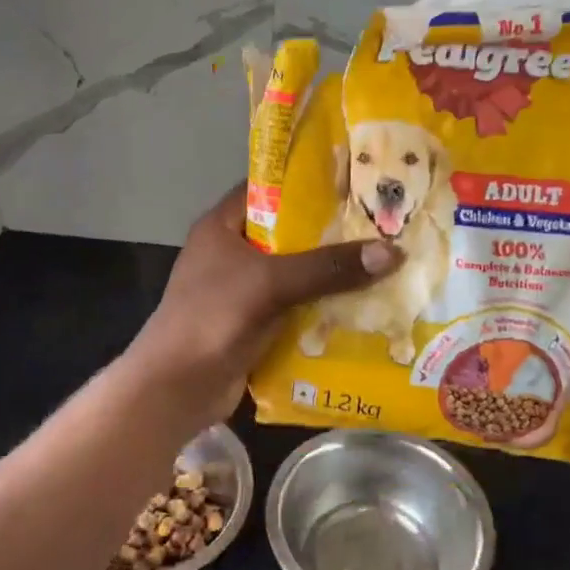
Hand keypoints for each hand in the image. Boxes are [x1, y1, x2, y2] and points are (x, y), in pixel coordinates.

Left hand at [125, 182, 401, 427]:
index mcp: (222, 227)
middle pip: (289, 235)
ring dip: (332, 277)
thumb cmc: (213, 318)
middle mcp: (232, 253)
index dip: (308, 183)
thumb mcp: (270, 283)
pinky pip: (296, 309)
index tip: (356, 181)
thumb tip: (392, 252)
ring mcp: (242, 291)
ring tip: (387, 265)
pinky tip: (365, 310)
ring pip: (296, 275)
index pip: (268, 189)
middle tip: (385, 226)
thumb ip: (327, 267)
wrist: (176, 388)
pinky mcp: (254, 325)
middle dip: (333, 235)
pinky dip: (323, 310)